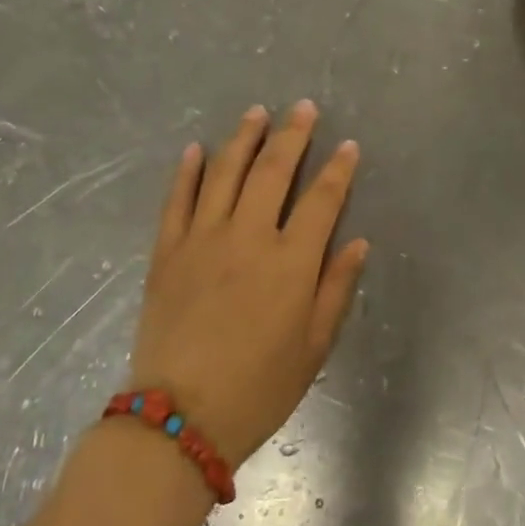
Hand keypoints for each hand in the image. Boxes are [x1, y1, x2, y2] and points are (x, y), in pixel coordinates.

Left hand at [127, 102, 366, 466]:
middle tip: (303, 107)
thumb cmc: (259, 388)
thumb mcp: (314, 347)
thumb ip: (336, 288)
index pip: (322, 200)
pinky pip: (176, 200)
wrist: (179, 418)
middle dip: (293, 135)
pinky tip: (195, 149)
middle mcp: (248, 237)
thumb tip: (357, 242)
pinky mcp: (167, 251)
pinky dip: (186, 171)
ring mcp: (202, 240)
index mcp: (291, 262)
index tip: (349, 145)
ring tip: (256, 112)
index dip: (338, 169)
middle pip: (273, 171)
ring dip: (243, 138)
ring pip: (224, 173)